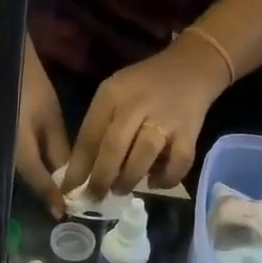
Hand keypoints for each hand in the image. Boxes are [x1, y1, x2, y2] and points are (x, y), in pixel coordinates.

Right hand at [15, 33, 70, 218]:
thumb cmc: (28, 84)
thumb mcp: (49, 115)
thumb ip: (58, 147)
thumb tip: (70, 175)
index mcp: (20, 149)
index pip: (38, 181)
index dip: (51, 197)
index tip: (61, 214)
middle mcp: (7, 155)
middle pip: (29, 180)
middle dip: (46, 192)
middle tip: (63, 204)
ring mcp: (0, 150)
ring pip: (23, 172)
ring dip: (39, 181)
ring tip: (58, 188)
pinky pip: (17, 160)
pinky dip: (32, 167)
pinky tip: (44, 168)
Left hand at [63, 33, 228, 200]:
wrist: (192, 65)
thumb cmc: (144, 87)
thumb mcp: (114, 96)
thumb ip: (98, 129)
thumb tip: (81, 173)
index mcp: (112, 95)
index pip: (89, 136)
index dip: (78, 168)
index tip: (69, 191)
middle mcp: (137, 105)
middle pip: (113, 148)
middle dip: (101, 179)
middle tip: (95, 197)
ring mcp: (165, 119)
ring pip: (142, 158)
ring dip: (128, 180)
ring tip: (121, 189)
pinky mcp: (189, 132)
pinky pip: (177, 164)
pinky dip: (165, 179)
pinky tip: (155, 183)